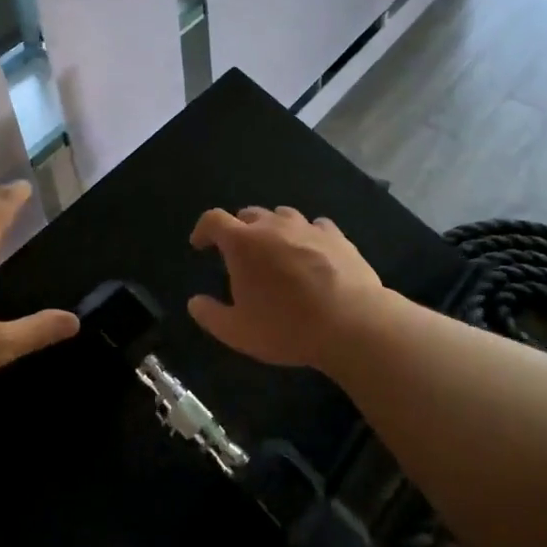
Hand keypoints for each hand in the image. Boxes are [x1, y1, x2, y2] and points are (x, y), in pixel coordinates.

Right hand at [186, 206, 385, 368]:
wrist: (352, 323)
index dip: (203, 229)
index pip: (214, 220)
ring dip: (273, 227)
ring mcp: (308, 228)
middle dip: (239, 229)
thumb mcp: (238, 332)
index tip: (200, 244)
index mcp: (243, 243)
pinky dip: (307, 234)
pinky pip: (316, 226)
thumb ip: (210, 315)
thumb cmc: (287, 327)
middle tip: (239, 253)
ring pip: (283, 215)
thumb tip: (194, 302)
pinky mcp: (337, 236)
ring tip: (276, 249)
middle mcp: (273, 226)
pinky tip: (312, 250)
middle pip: (249, 214)